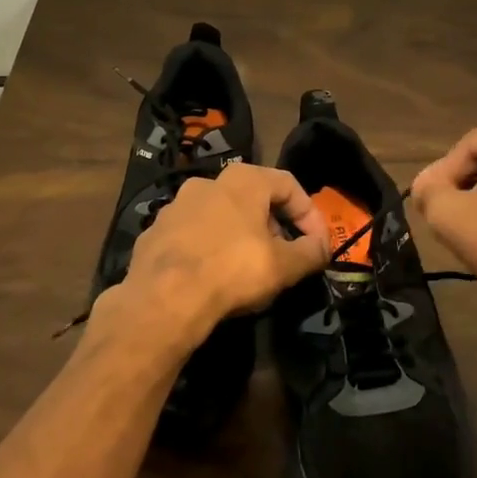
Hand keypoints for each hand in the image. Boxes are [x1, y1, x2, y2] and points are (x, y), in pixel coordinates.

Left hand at [117, 163, 331, 350]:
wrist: (164, 298)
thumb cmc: (233, 271)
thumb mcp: (285, 266)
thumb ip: (311, 252)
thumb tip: (322, 247)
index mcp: (243, 180)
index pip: (289, 184)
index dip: (310, 214)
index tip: (318, 245)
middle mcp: (207, 182)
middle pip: (252, 198)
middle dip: (274, 226)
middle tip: (283, 257)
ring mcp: (175, 206)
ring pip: (219, 216)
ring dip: (239, 237)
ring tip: (247, 270)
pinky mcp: (154, 232)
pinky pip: (191, 236)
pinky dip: (208, 250)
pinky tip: (212, 278)